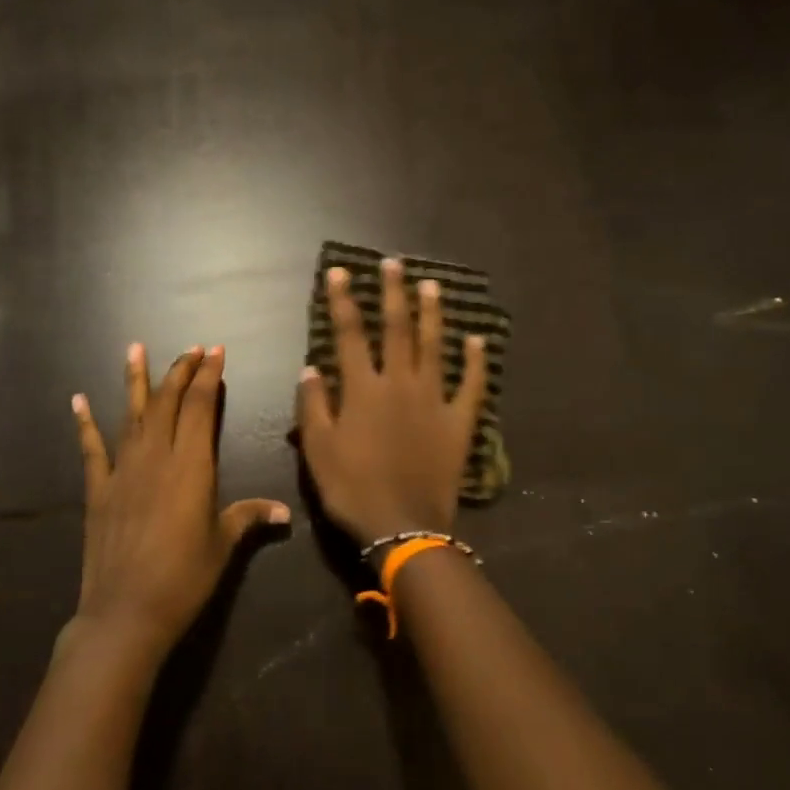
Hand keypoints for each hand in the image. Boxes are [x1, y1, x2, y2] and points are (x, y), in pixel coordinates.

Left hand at [69, 343, 290, 663]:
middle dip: (180, 371)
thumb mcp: (223, 545)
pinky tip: (78, 400)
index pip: (200, 407)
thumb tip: (284, 511)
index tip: (214, 352)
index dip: (208, 376)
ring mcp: (123, 470)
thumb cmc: (184, 577)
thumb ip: (249, 518)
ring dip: (135, 380)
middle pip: (167, 402)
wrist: (127, 610)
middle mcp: (156, 456)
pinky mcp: (98, 489)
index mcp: (192, 465)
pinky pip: (92, 448)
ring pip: (131, 414)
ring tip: (134, 348)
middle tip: (190, 349)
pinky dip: (85, 423)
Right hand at [296, 258, 487, 544]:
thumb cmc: (352, 489)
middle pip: (397, 329)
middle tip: (394, 263)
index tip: (339, 272)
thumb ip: (313, 406)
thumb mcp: (318, 450)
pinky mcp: (459, 422)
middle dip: (393, 293)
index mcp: (363, 389)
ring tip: (431, 285)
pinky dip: (477, 362)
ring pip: (435, 347)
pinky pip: (472, 386)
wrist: (403, 526)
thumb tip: (311, 367)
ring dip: (433, 314)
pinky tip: (479, 340)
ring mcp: (434, 400)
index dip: (343, 301)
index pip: (350, 334)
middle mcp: (400, 384)